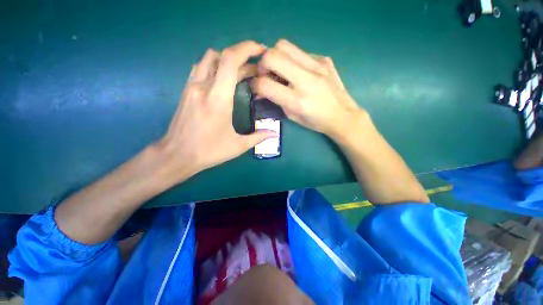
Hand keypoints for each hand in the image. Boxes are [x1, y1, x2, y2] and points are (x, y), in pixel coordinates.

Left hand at [156, 41, 276, 181]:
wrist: (177, 155)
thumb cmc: (209, 151)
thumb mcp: (238, 146)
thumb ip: (258, 137)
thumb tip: (274, 134)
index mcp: (218, 97)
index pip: (230, 60)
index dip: (247, 49)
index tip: (261, 50)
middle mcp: (203, 86)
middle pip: (221, 55)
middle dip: (241, 56)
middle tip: (255, 69)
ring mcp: (191, 87)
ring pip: (209, 59)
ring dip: (226, 60)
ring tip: (240, 73)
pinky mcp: (186, 91)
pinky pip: (200, 69)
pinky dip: (214, 67)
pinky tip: (222, 79)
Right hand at [251, 39, 366, 139]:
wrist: (342, 115)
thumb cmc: (316, 121)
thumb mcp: (292, 116)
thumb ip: (276, 101)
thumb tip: (261, 91)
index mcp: (297, 100)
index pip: (265, 84)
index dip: (255, 84)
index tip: (256, 87)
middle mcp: (306, 80)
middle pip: (273, 55)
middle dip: (262, 63)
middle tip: (266, 73)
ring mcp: (318, 66)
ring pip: (285, 45)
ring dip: (276, 56)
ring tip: (280, 69)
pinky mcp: (324, 60)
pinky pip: (301, 52)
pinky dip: (293, 60)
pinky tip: (299, 71)